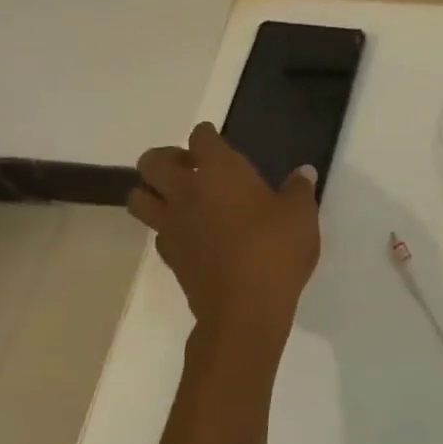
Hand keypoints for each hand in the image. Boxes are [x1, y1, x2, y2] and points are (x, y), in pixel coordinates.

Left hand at [128, 124, 320, 346]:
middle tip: (191, 167)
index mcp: (220, 172)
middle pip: (153, 162)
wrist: (244, 308)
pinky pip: (157, 231)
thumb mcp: (301, 215)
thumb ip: (299, 190)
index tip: (215, 139)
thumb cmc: (275, 250)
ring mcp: (172, 225)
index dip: (208, 135)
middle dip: (167, 158)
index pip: (201, 138)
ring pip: (139, 197)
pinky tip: (191, 233)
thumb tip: (303, 172)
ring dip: (153, 191)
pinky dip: (167, 226)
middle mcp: (187, 191)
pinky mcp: (169, 256)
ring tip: (179, 198)